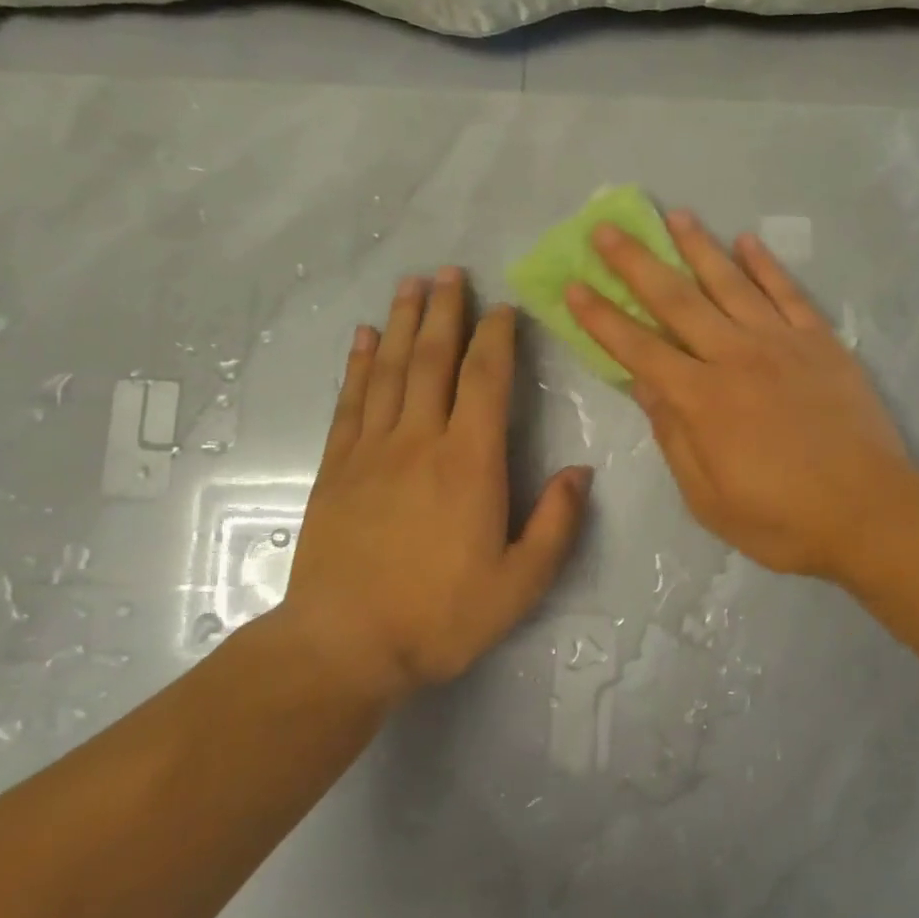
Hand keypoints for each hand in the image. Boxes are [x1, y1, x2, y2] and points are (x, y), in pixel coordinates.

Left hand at [279, 269, 591, 701]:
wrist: (344, 645)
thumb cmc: (440, 616)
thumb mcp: (519, 584)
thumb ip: (556, 524)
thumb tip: (581, 472)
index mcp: (470, 463)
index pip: (485, 381)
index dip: (497, 338)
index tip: (503, 307)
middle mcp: (420, 441)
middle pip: (433, 360)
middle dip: (446, 312)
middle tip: (450, 271)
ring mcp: (372, 451)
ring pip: (391, 370)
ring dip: (404, 323)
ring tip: (411, 284)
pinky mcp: (337, 468)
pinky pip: (351, 402)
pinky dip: (359, 364)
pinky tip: (365, 338)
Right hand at [565, 211, 911, 580]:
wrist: (870, 512)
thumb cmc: (781, 518)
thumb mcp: (708, 498)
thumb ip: (674, 436)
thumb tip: (645, 385)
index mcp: (702, 400)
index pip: (640, 349)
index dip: (603, 318)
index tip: (575, 286)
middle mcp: (736, 357)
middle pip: (677, 301)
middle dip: (636, 264)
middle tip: (606, 231)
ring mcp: (782, 343)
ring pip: (731, 283)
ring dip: (698, 247)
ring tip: (674, 216)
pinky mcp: (822, 343)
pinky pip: (789, 293)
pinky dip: (766, 265)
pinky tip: (747, 240)